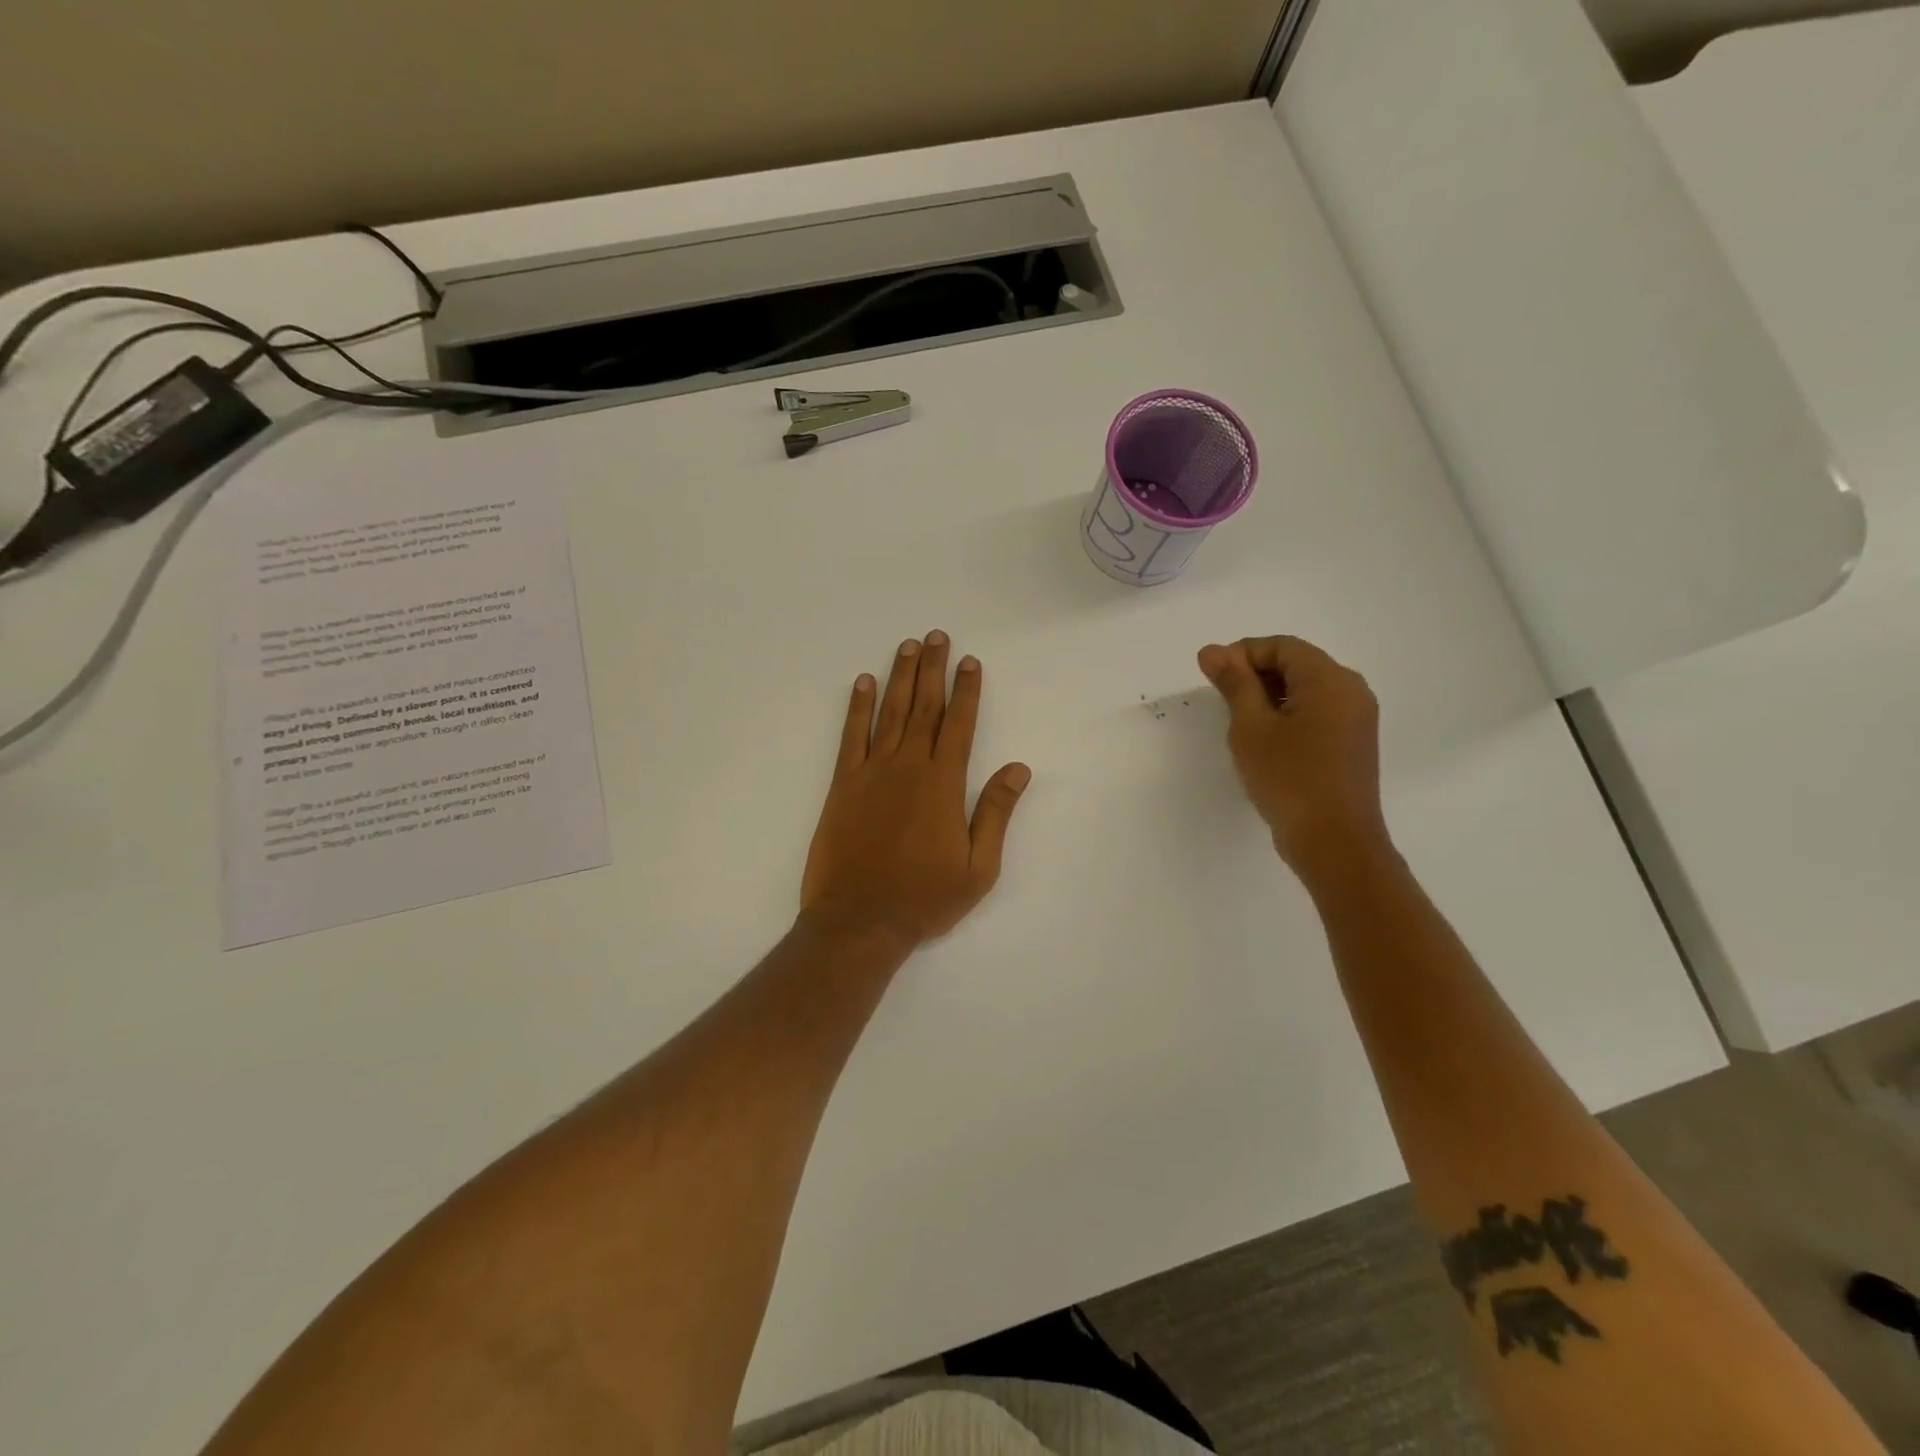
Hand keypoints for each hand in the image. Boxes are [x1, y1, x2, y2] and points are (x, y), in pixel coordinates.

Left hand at [801, 632, 1031, 949]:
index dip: (967, 690)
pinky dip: (857, 707)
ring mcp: (872, 772)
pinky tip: (863, 683)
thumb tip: (1018, 768)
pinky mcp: (843, 785)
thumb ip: (995, 812)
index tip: (969, 661)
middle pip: (924, 707)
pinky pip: (851, 736)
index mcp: (944, 784)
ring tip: (907, 646)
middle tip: (936, 636)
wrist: (860, 920)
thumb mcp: (978, 867)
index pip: (960, 725)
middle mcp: (909, 767)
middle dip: (932, 669)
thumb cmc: (925, 898)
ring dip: (899, 677)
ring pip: (890, 713)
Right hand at [1198, 635, 1390, 879]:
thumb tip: (1212, 651)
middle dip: (1255, 673)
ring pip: (1306, 689)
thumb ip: (1234, 684)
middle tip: (1220, 699)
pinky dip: (1287, 714)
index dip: (1242, 653)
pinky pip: (1317, 712)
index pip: (1282, 646)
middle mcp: (1351, 690)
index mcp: (1330, 680)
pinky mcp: (1352, 743)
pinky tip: (1263, 739)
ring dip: (1269, 695)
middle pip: (1297, 663)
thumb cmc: (1289, 779)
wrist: (1334, 842)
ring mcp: (1356, 718)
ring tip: (1238, 721)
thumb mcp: (1251, 727)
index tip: (1211, 676)